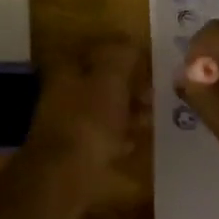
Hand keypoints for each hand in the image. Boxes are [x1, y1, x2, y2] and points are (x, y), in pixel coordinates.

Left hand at [21, 38, 147, 218]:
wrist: (62, 178)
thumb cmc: (88, 121)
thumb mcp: (110, 79)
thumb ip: (122, 56)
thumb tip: (131, 40)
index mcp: (67, 67)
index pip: (100, 49)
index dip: (126, 54)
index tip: (151, 65)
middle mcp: (63, 90)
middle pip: (101, 80)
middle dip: (130, 85)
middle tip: (156, 94)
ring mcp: (66, 121)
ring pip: (103, 108)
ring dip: (127, 111)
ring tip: (152, 118)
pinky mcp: (73, 151)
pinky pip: (101, 136)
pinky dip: (119, 136)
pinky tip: (135, 142)